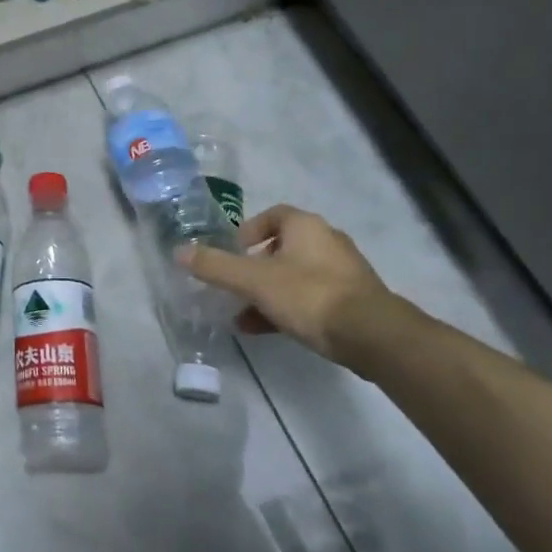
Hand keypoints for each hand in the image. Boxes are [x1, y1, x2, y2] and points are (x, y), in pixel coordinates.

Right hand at [176, 204, 393, 362]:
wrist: (373, 336)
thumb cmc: (309, 296)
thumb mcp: (253, 281)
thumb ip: (215, 266)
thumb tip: (179, 251)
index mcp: (305, 226)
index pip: (272, 215)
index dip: (247, 231)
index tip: (232, 253)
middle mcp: (327, 241)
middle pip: (281, 247)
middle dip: (253, 268)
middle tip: (233, 286)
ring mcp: (343, 272)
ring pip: (294, 276)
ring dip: (266, 292)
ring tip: (242, 315)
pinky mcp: (352, 301)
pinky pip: (310, 297)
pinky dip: (286, 308)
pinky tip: (266, 330)